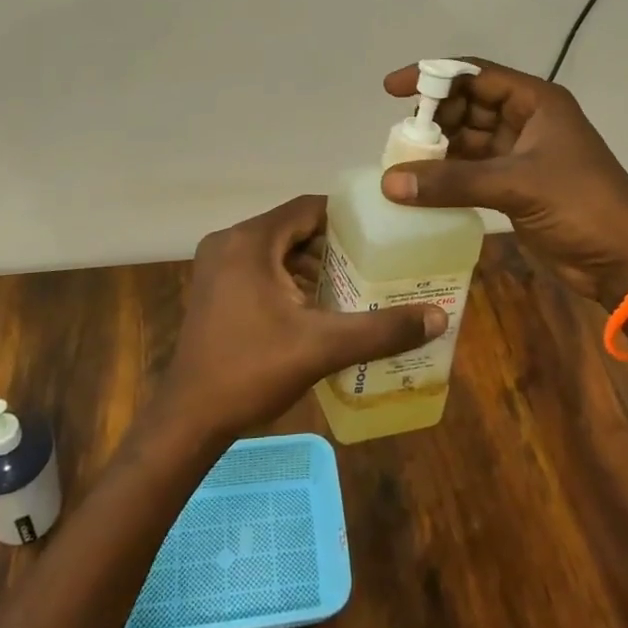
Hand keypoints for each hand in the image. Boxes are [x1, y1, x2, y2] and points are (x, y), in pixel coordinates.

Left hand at [161, 194, 446, 442]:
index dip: (346, 217)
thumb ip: (381, 330)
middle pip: (293, 227)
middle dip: (332, 244)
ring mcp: (217, 266)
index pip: (308, 208)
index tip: (380, 232)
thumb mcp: (322, 346)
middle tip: (372, 262)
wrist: (189, 419)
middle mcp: (229, 242)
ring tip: (350, 284)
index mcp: (250, 241)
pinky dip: (288, 278)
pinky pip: (260, 267)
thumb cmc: (252, 371)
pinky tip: (314, 306)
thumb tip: (439, 317)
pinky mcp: (214, 288)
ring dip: (310, 263)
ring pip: (276, 249)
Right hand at [381, 59, 627, 306]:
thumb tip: (389, 183)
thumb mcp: (517, 184)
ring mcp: (520, 153)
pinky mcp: (515, 185)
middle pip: (468, 105)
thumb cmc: (580, 204)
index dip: (432, 76)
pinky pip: (472, 170)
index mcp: (535, 101)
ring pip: (468, 139)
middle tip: (398, 134)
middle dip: (433, 116)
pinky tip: (420, 184)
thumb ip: (453, 181)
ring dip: (438, 148)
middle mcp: (526, 119)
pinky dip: (448, 175)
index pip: (474, 75)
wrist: (624, 260)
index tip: (392, 89)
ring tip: (400, 159)